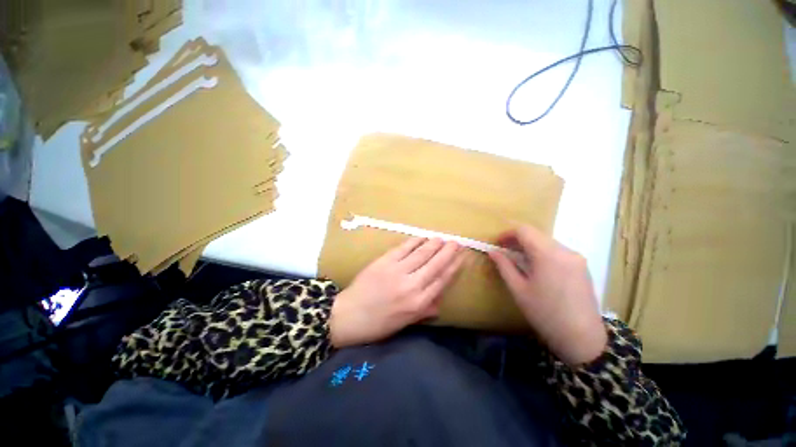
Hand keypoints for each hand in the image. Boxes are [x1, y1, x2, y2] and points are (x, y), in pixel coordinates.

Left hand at [329, 238, 464, 347]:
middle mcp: (412, 285)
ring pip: (421, 254)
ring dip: (433, 245)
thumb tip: (439, 302)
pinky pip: (403, 248)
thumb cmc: (378, 323)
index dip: (453, 267)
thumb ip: (424, 311)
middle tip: (456, 242)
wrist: (349, 315)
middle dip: (448, 252)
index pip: (442, 280)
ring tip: (442, 238)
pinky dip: (414, 241)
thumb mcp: (405, 323)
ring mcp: (398, 271)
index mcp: (419, 303)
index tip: (461, 258)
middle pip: (435, 265)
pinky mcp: (385, 262)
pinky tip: (422, 237)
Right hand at [488, 225, 606, 365]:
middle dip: (517, 239)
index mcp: (548, 255)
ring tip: (518, 259)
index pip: (524, 230)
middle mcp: (565, 250)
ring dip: (529, 245)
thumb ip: (504, 266)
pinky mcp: (582, 266)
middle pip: (536, 234)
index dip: (507, 234)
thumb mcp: (519, 289)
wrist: (582, 338)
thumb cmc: (545, 313)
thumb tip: (492, 251)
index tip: (496, 244)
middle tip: (504, 251)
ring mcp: (576, 257)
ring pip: (547, 241)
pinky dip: (542, 252)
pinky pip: (557, 250)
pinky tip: (536, 267)